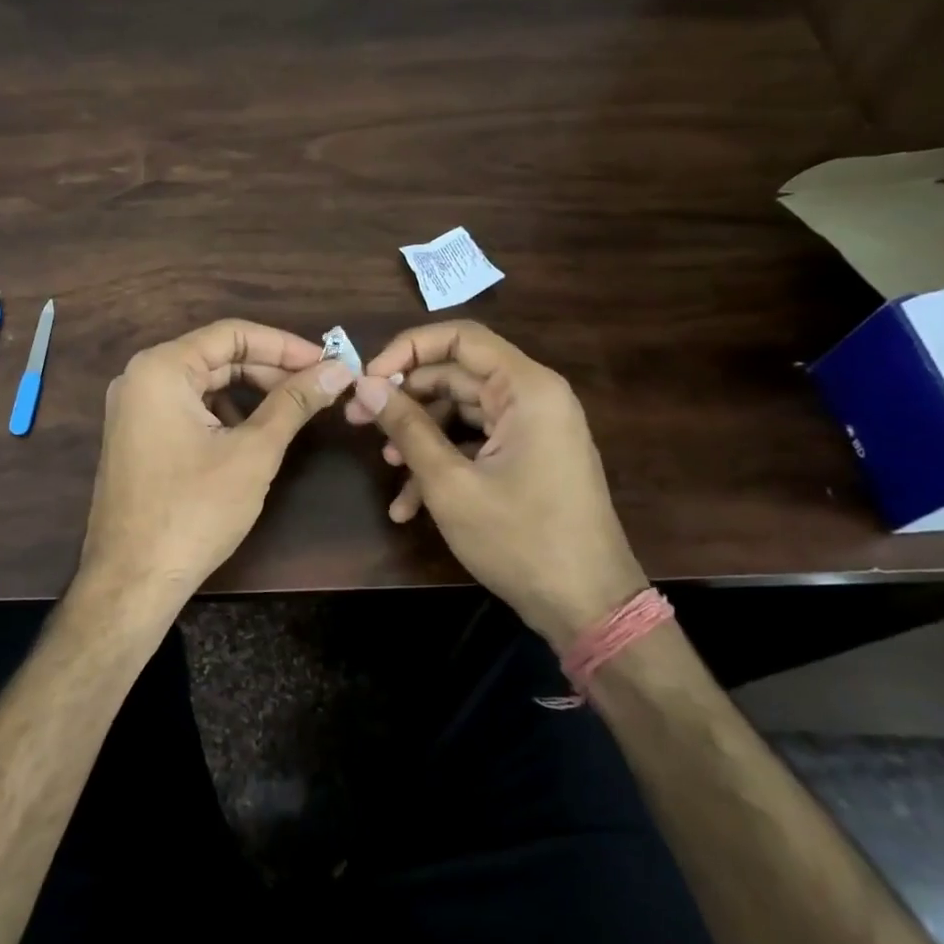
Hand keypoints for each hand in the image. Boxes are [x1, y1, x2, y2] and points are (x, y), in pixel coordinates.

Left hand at [78, 320, 355, 624]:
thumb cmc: (194, 511)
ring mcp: (133, 409)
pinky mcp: (136, 437)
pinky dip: (224, 414)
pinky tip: (253, 435)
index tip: (327, 362)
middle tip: (318, 388)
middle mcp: (140, 378)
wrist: (132, 579)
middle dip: (270, 370)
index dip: (285, 345)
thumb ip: (294, 402)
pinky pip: (187, 409)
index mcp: (161, 368)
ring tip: (293, 411)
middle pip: (217, 357)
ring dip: (250, 393)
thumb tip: (337, 369)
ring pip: (203, 384)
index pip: (232, 334)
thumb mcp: (253, 452)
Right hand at [345, 321, 645, 647]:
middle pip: (455, 376)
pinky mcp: (528, 458)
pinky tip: (409, 504)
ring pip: (460, 414)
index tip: (367, 378)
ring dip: (419, 438)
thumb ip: (407, 426)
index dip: (407, 350)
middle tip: (357, 421)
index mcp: (526, 389)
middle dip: (404, 399)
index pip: (460, 338)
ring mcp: (532, 430)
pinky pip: (475, 444)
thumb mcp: (450, 483)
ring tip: (387, 469)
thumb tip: (365, 385)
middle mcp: (533, 398)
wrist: (586, 606)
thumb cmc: (519, 539)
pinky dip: (442, 464)